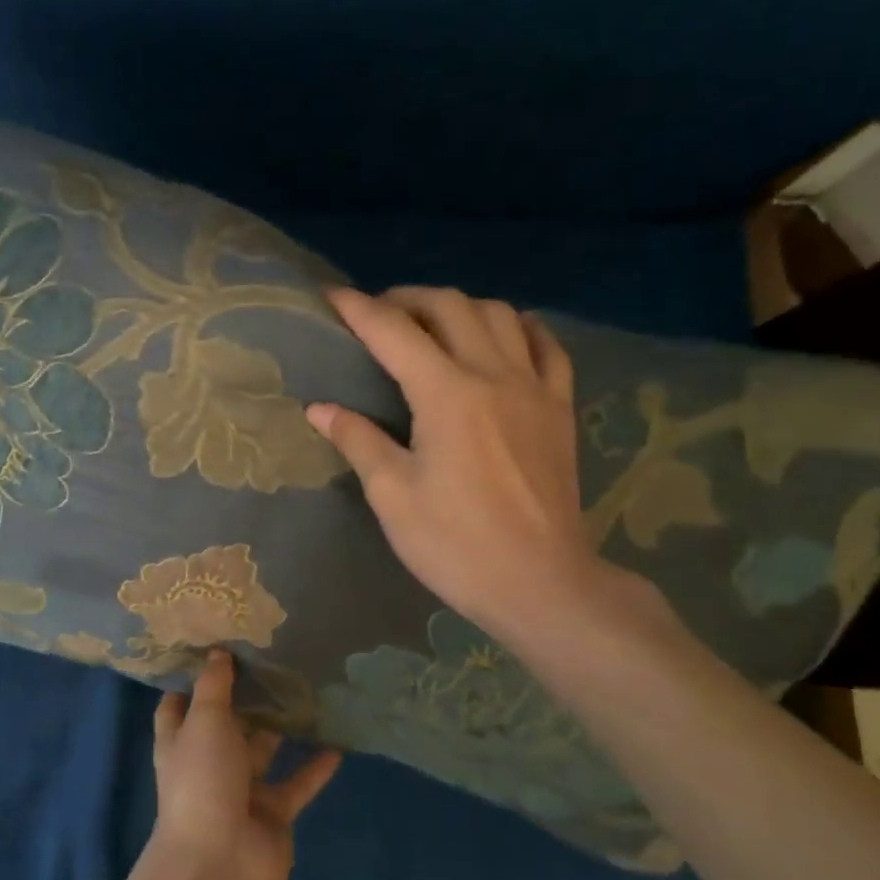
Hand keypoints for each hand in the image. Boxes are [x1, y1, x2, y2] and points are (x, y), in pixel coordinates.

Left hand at [150, 650, 340, 879]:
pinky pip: (297, 783)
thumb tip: (217, 651)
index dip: (193, 680)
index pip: (179, 704)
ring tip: (310, 691)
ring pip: (264, 750)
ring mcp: (241, 790)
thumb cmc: (202, 780)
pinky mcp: (273, 813)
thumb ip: (214, 686)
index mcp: (180, 740)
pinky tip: (338, 743)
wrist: (220, 864)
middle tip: (276, 660)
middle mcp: (208, 761)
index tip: (216, 648)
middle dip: (247, 698)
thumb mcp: (204, 722)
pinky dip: (315, 767)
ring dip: (283, 727)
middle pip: (227, 724)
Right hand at [306, 286, 612, 656]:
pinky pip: (546, 346)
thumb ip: (358, 440)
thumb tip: (319, 408)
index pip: (393, 332)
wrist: (541, 583)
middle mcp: (493, 375)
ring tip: (432, 323)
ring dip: (459, 306)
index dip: (357, 309)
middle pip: (450, 307)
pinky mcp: (559, 408)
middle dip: (407, 298)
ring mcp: (534, 388)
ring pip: (499, 314)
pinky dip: (519, 327)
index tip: (330, 296)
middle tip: (377, 314)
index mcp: (446, 394)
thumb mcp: (393, 495)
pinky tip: (503, 334)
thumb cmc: (456, 544)